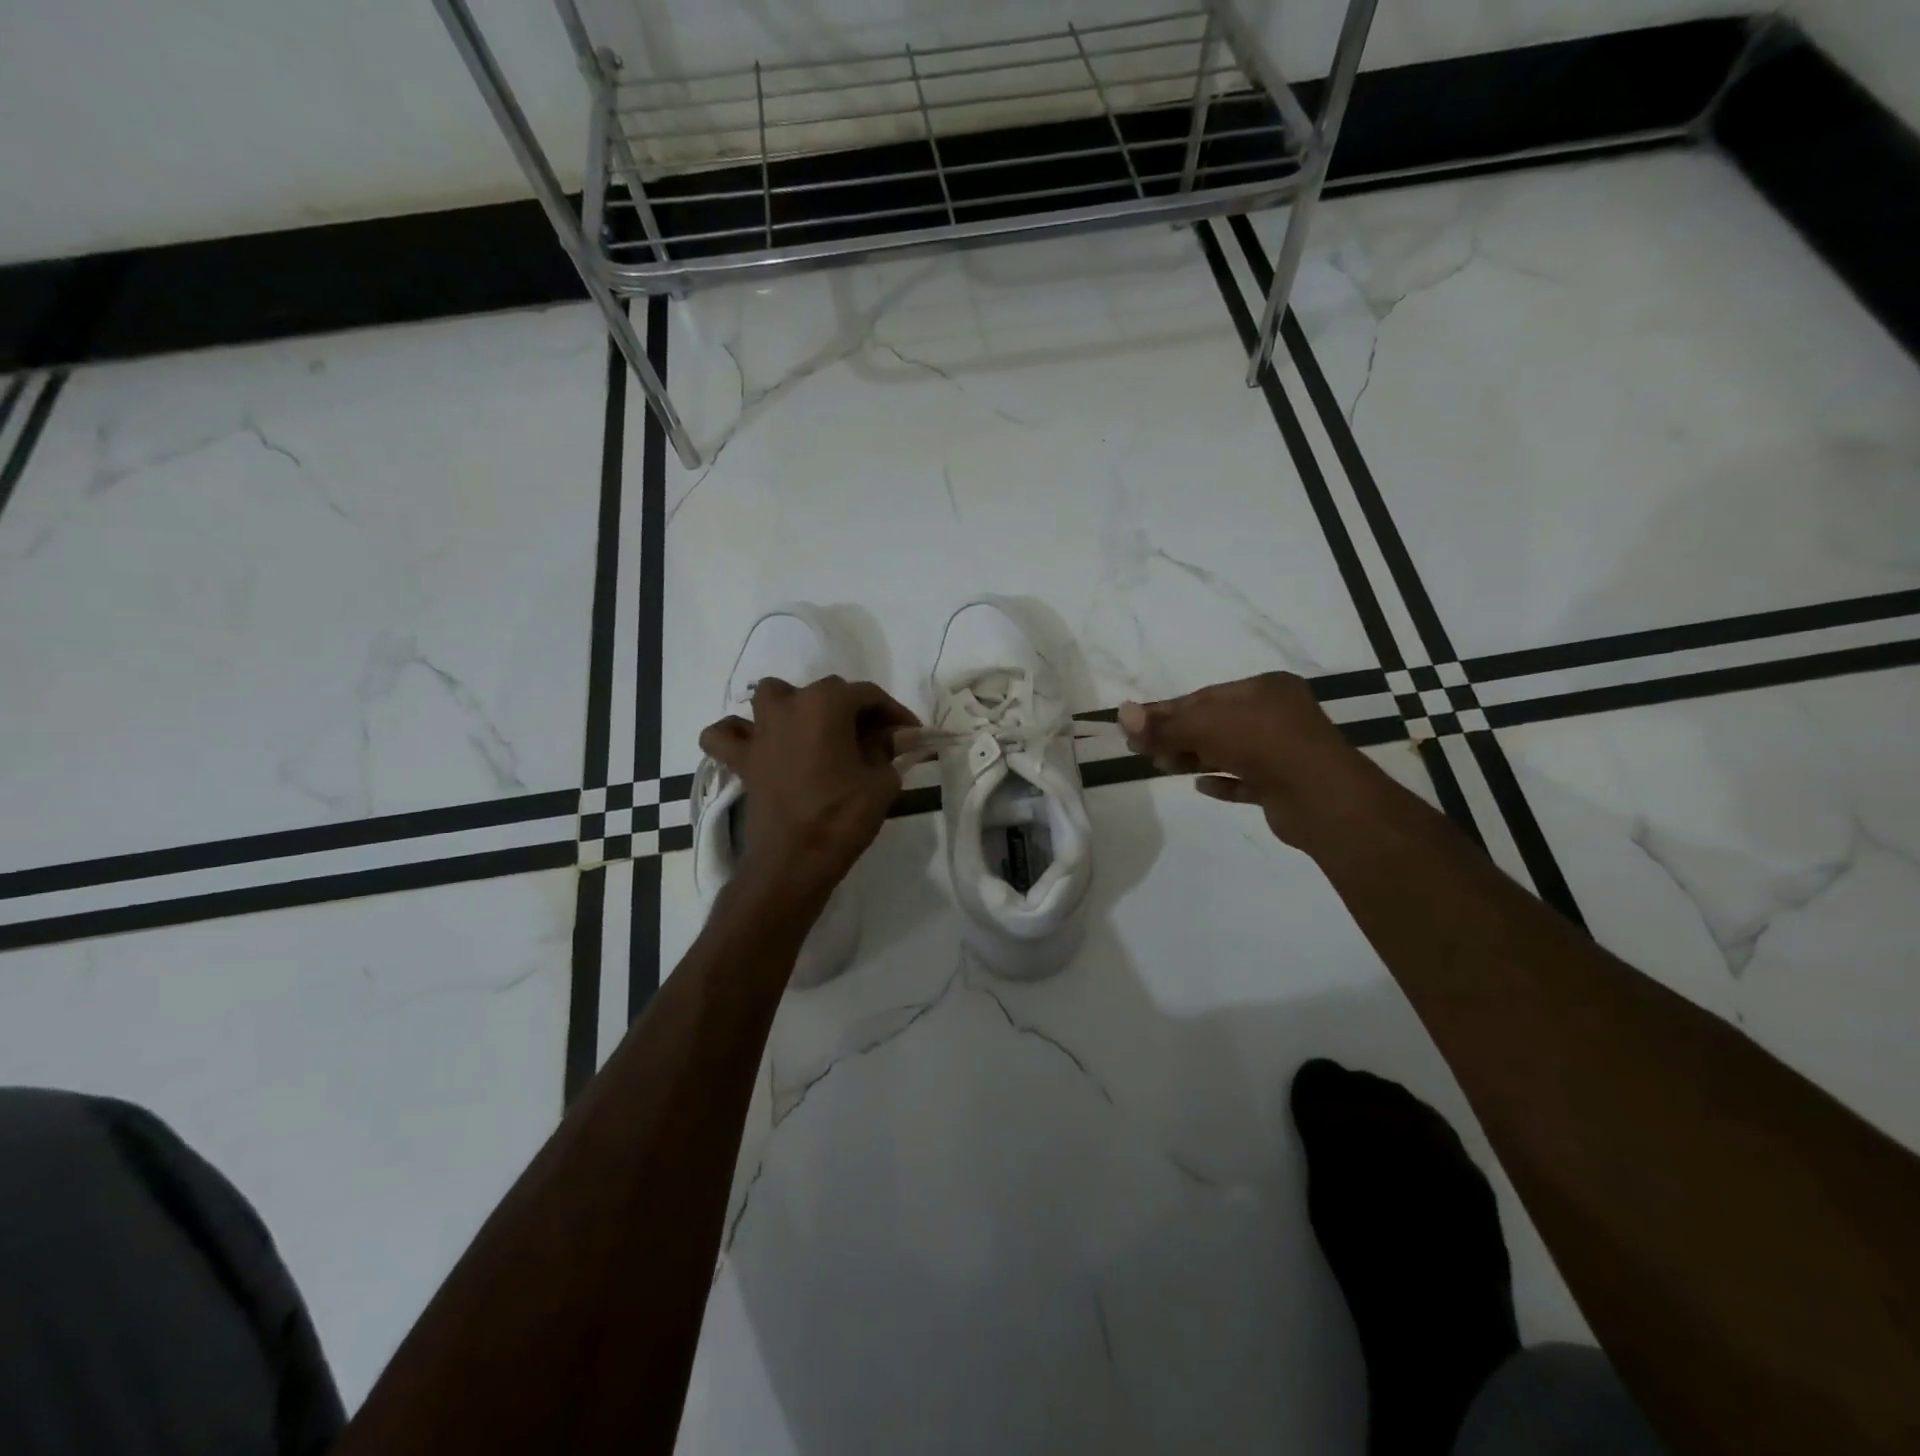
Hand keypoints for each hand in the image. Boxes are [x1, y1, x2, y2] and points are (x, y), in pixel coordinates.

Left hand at [699, 676, 918, 909]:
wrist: (794, 861)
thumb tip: (886, 740)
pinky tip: (757, 744)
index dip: (894, 713)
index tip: (911, 734)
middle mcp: (789, 705)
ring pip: (773, 696)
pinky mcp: (741, 759)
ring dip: (794, 705)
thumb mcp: (882, 781)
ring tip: (814, 730)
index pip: (868, 695)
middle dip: (854, 711)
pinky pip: (727, 735)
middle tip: (877, 740)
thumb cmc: (843, 816)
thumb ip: (887, 751)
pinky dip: (738, 734)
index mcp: (826, 703)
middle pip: (826, 692)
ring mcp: (760, 731)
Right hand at [1118, 672, 1384, 850]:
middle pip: (1214, 723)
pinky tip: (1201, 787)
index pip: (1204, 697)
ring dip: (1194, 758)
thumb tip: (1121, 714)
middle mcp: (1277, 715)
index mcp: (1264, 689)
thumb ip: (1164, 725)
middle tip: (1142, 750)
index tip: (1135, 726)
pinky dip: (1222, 782)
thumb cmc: (1263, 745)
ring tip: (1162, 767)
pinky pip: (1246, 781)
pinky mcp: (1284, 785)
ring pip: (1228, 751)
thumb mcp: (1205, 727)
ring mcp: (1283, 751)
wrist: (1322, 797)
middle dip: (1177, 736)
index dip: (1166, 711)